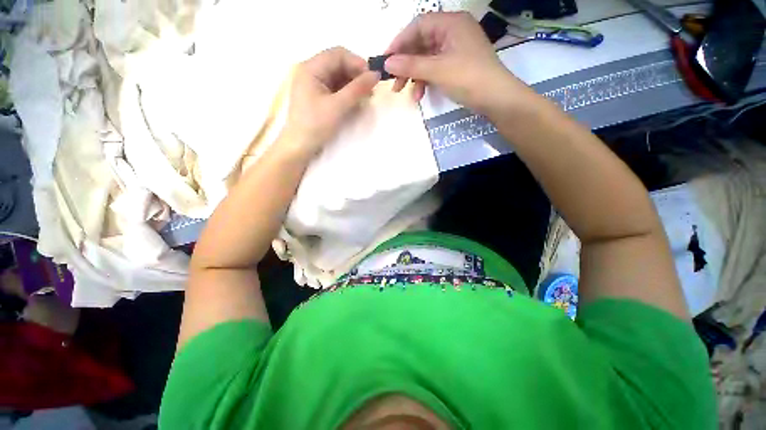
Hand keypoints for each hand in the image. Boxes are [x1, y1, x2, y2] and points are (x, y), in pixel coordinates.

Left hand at [280, 47, 379, 156]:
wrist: (300, 146)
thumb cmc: (315, 125)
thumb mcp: (337, 107)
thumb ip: (357, 89)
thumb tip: (376, 75)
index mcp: (311, 68)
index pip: (338, 54)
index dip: (357, 63)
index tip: (372, 78)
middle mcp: (311, 71)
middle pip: (338, 63)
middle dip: (356, 73)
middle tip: (370, 89)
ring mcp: (314, 83)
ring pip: (338, 75)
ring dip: (353, 83)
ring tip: (365, 96)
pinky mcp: (318, 95)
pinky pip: (335, 87)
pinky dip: (347, 91)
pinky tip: (355, 100)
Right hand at [384, 12, 516, 111]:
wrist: (496, 99)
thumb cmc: (468, 78)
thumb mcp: (437, 70)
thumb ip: (411, 65)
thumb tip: (387, 63)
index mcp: (451, 23)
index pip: (418, 26)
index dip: (399, 42)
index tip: (386, 60)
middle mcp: (452, 32)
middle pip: (421, 43)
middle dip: (405, 64)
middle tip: (393, 81)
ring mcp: (455, 49)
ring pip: (426, 58)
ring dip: (414, 75)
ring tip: (404, 92)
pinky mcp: (456, 65)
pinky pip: (435, 68)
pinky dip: (425, 80)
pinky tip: (420, 95)